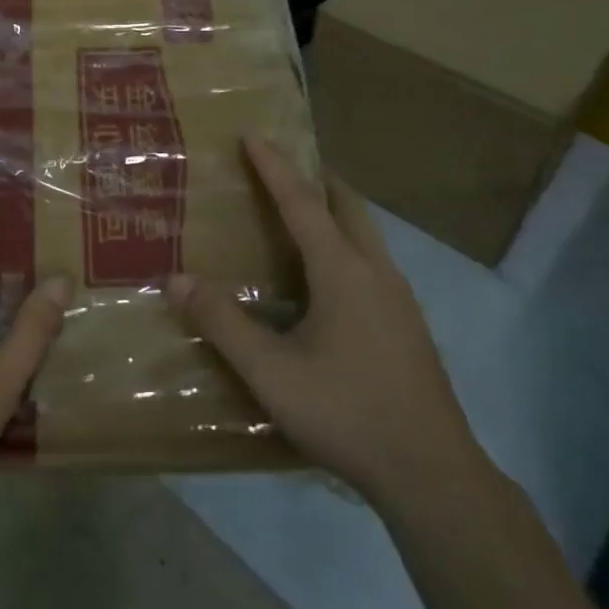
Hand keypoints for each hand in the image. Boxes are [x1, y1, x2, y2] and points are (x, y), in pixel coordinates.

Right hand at [164, 136, 481, 509]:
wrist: (431, 474)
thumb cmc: (346, 411)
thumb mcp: (270, 371)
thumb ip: (222, 323)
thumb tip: (176, 279)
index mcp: (342, 271)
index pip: (302, 203)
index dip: (274, 167)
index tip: (253, 134)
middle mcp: (376, 272)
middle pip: (348, 207)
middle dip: (317, 179)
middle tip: (285, 166)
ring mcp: (399, 300)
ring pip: (366, 236)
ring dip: (335, 213)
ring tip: (302, 216)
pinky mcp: (408, 327)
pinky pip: (373, 264)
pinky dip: (346, 246)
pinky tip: (327, 282)